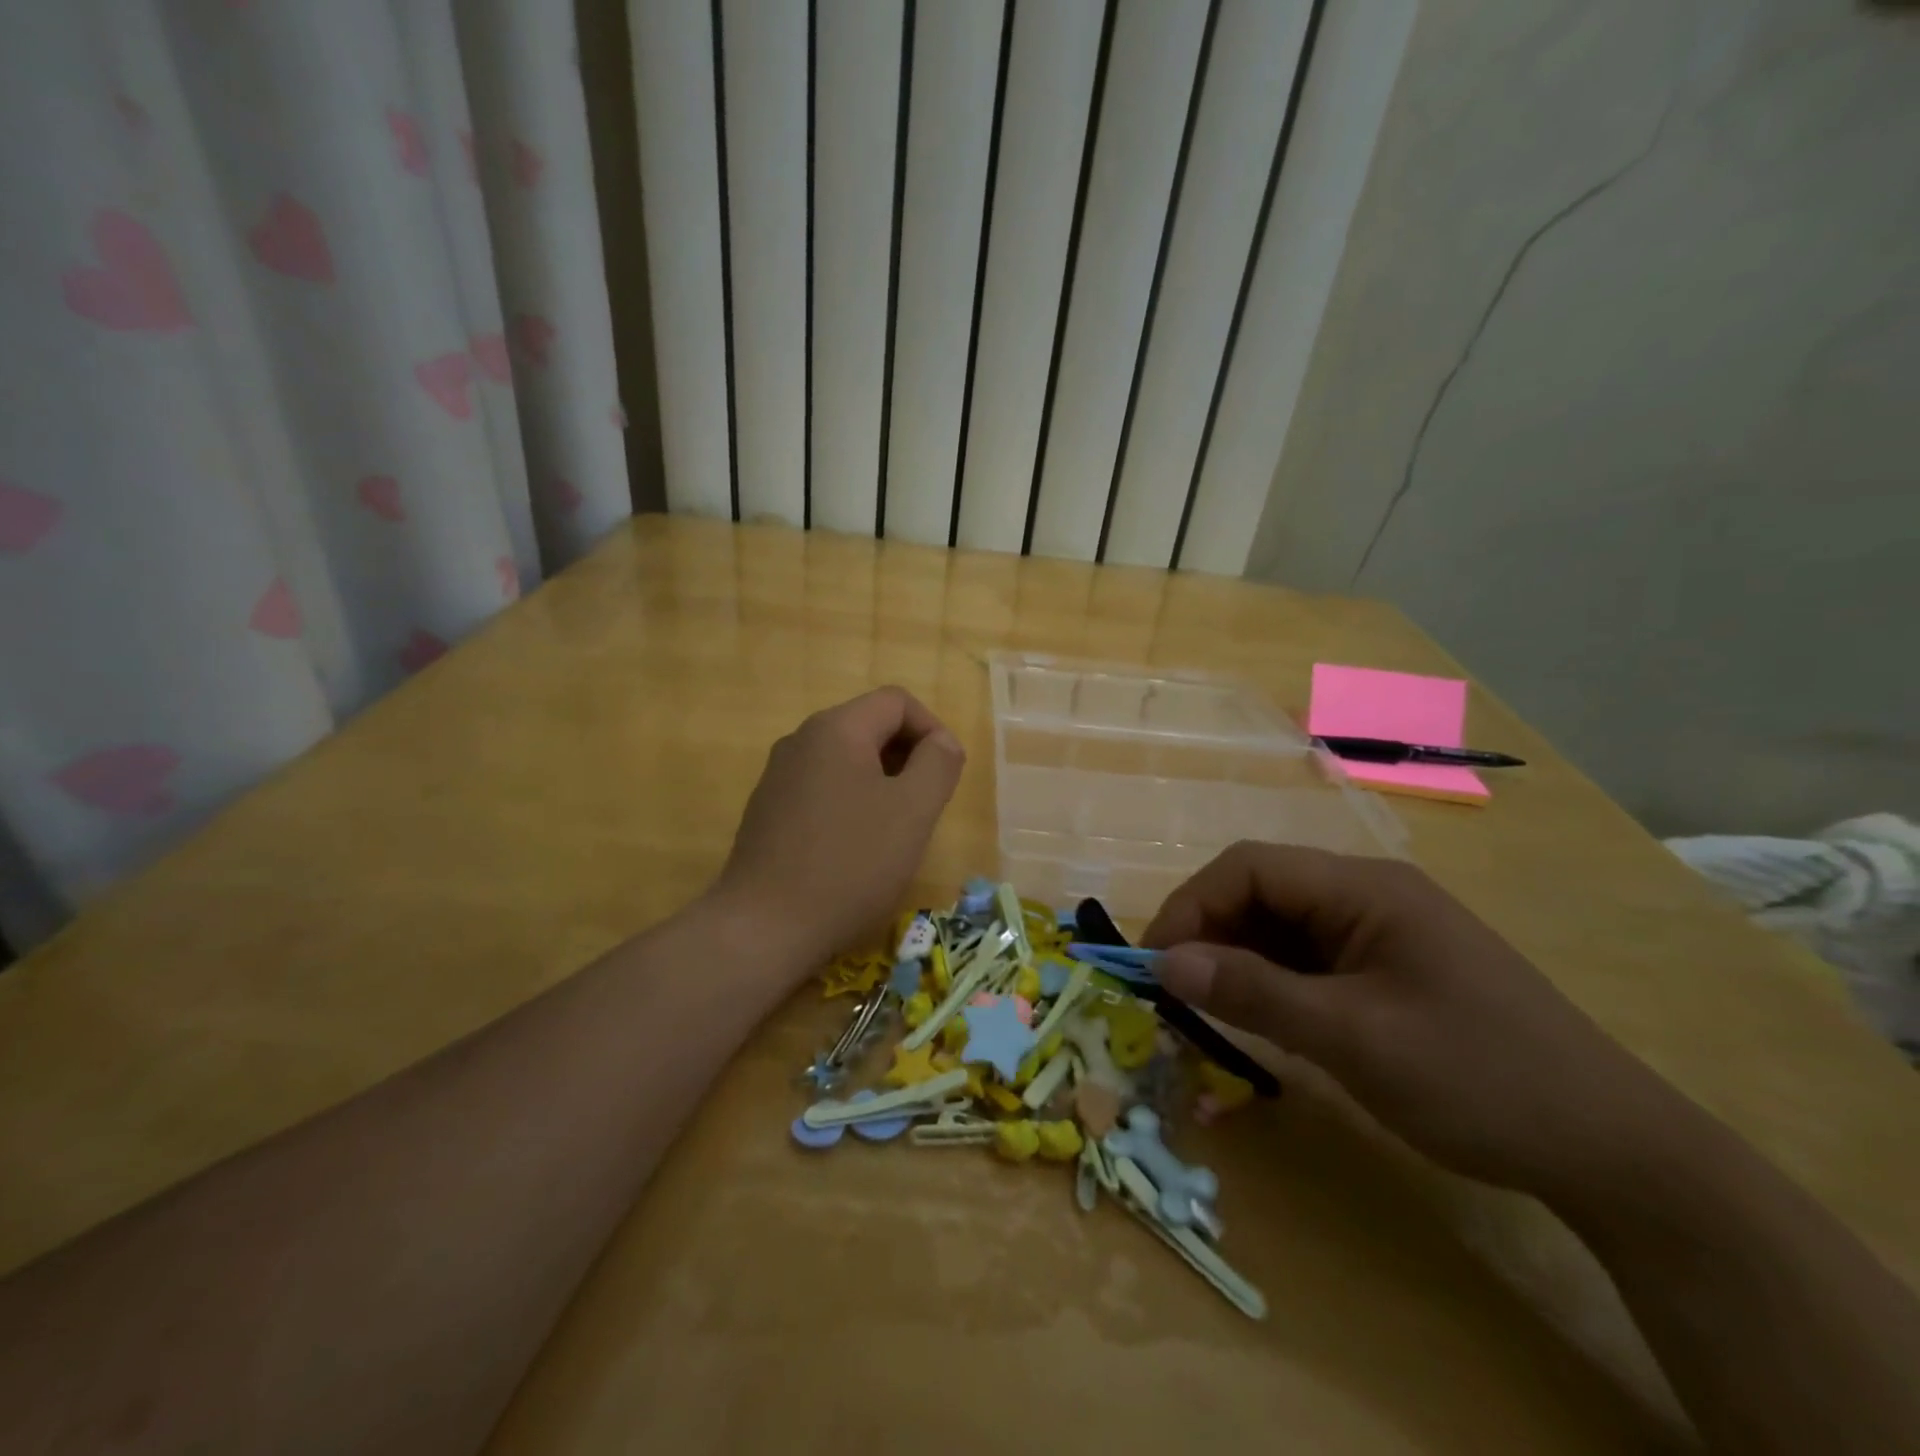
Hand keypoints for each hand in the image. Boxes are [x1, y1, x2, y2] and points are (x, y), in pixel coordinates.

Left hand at [713, 687, 964, 969]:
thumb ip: (938, 764)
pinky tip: (854, 848)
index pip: (897, 701)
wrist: (764, 927)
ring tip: (894, 830)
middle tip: (925, 806)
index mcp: (836, 728)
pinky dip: (850, 802)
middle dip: (907, 757)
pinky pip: (821, 787)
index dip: (932, 729)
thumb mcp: (913, 811)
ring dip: (881, 782)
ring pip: (846, 759)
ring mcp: (778, 775)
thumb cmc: (850, 864)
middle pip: (869, 726)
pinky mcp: (767, 809)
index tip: (946, 776)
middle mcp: (801, 740)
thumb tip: (941, 742)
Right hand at [1143, 843, 1687, 1198]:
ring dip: (1237, 959)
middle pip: (1262, 891)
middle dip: (1209, 932)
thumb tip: (1164, 963)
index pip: (1250, 867)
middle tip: (1174, 991)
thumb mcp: (1353, 1038)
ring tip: (1206, 1007)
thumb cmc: (1478, 1078)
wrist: (1613, 1151)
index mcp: (1364, 888)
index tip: (1156, 962)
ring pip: (1281, 925)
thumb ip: (1254, 993)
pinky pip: (1309, 958)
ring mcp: (1381, 932)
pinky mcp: (1388, 968)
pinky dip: (1272, 981)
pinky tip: (1260, 1016)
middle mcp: (1368, 895)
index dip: (1192, 905)